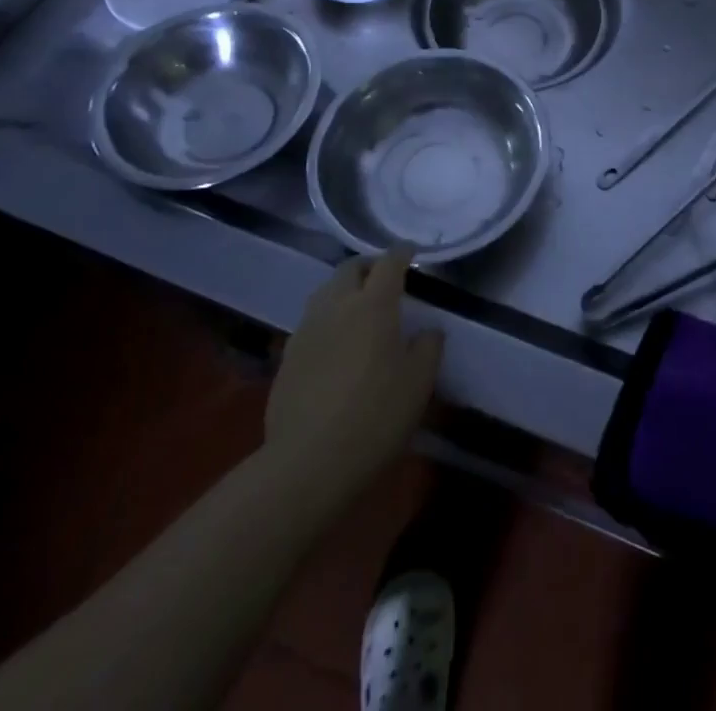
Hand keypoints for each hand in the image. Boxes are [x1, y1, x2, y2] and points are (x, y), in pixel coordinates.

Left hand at [261, 250, 443, 510]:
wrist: (307, 462)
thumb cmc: (375, 416)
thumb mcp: (418, 383)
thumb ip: (428, 347)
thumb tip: (427, 331)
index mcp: (373, 304)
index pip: (388, 262)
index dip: (402, 253)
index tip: (411, 252)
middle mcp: (337, 306)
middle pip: (350, 268)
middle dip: (369, 266)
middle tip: (384, 278)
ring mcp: (307, 330)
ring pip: (325, 292)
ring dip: (344, 289)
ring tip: (359, 307)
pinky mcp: (287, 356)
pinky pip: (311, 322)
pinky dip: (327, 318)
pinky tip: (336, 343)